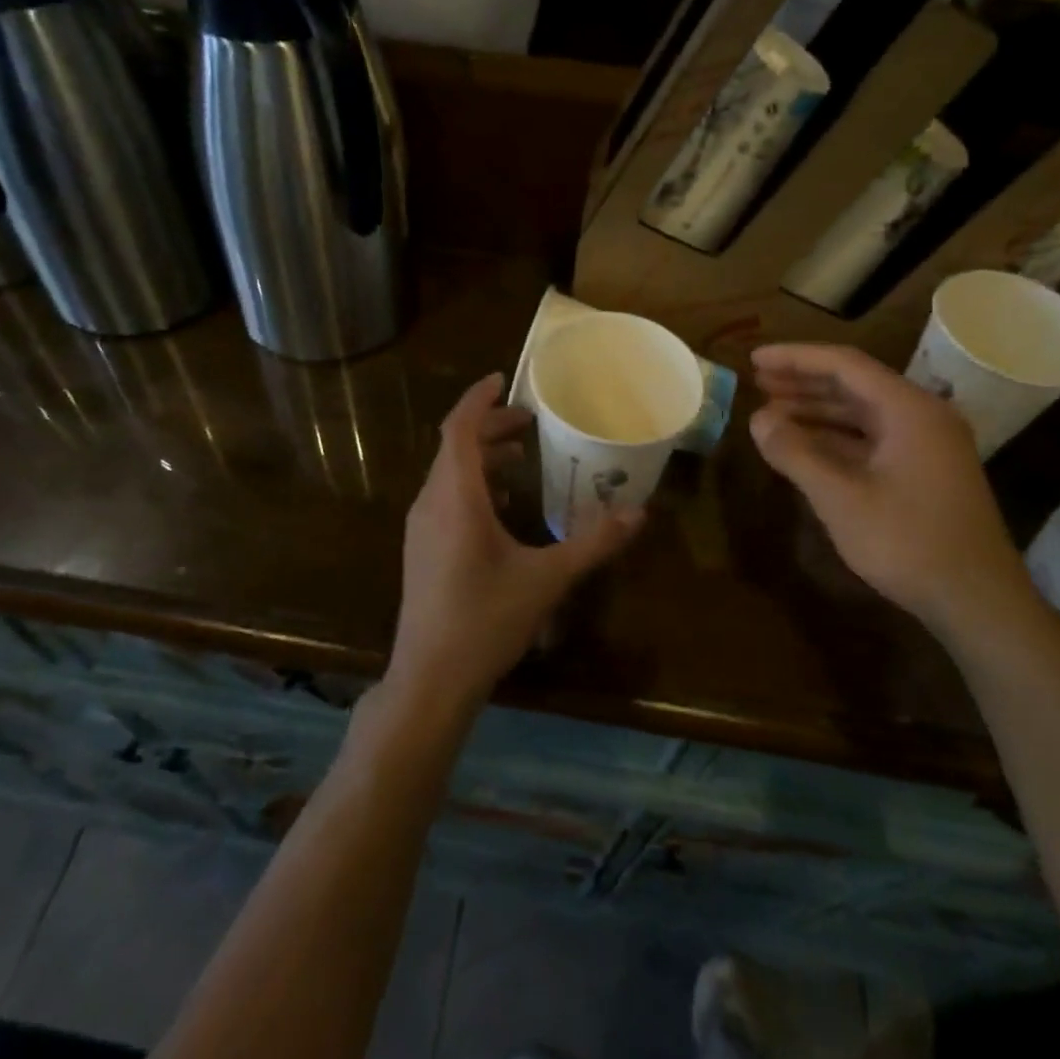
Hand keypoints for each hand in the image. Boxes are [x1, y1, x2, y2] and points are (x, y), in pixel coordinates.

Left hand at [392, 374, 642, 710]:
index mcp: (455, 499)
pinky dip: (474, 485)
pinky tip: (504, 506)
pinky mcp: (422, 549)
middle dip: (491, 427)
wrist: (430, 678)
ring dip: (482, 457)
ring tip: (523, 457)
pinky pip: (446, 498)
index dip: (478, 399)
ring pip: (449, 473)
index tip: (504, 380)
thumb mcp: (546, 580)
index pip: (458, 428)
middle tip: (531, 422)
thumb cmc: (485, 622)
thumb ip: (593, 543)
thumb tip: (638, 512)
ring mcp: (421, 527)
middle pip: (454, 447)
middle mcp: (431, 503)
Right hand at [749, 343, 1041, 646]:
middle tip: (757, 381)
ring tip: (771, 410)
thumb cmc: (907, 542)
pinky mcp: (923, 471)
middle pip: (854, 384)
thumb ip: (796, 453)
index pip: (845, 364)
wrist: (977, 601)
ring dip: (816, 409)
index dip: (795, 358)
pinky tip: (804, 445)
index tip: (754, 358)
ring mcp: (925, 445)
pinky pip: (871, 439)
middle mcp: (921, 416)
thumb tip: (758, 419)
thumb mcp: (841, 498)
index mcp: (909, 410)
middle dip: (803, 381)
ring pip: (861, 413)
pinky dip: (834, 437)